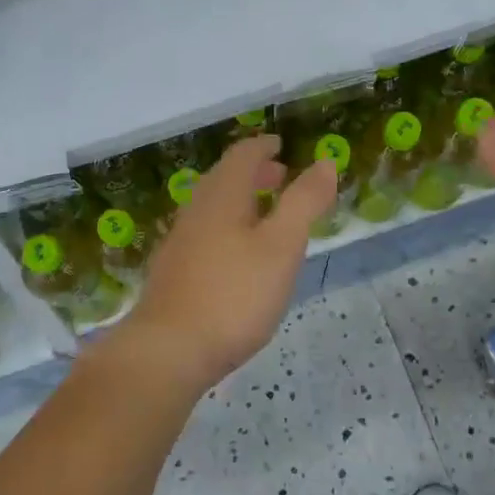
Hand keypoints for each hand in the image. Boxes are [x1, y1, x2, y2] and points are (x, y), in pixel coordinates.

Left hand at [117, 135, 338, 396]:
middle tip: (279, 176)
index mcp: (222, 196)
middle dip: (252, 173)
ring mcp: (180, 242)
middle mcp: (196, 211)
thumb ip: (304, 202)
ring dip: (239, 201)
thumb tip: (325, 162)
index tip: (279, 145)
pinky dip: (227, 226)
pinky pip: (204, 232)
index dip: (262, 147)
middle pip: (223, 179)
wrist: (169, 349)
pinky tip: (237, 256)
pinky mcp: (173, 272)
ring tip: (264, 215)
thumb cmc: (234, 294)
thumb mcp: (282, 246)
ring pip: (212, 207)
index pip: (241, 156)